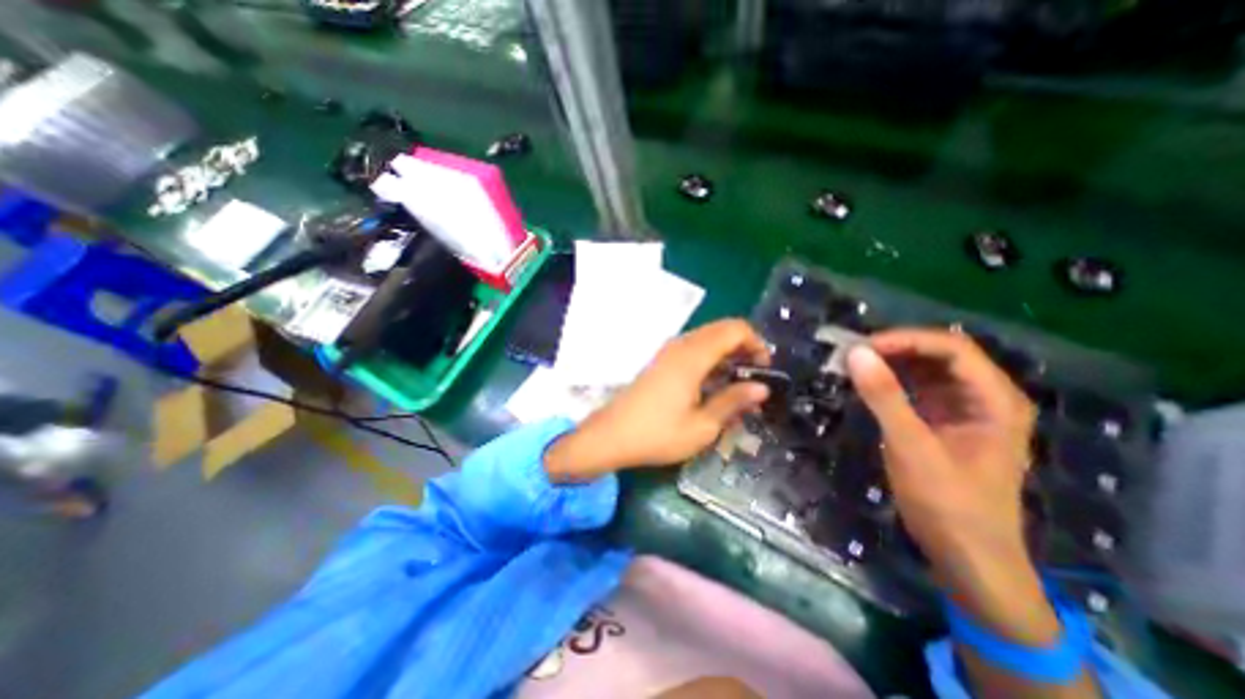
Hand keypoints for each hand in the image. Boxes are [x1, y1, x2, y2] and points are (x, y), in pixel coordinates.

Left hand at [545, 319, 775, 481]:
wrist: (611, 436)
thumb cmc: (658, 434)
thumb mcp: (703, 426)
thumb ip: (733, 401)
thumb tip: (762, 387)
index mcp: (693, 356)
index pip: (735, 329)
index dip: (756, 343)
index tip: (764, 370)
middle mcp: (680, 345)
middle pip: (722, 330)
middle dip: (744, 348)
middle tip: (753, 379)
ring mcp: (667, 351)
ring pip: (707, 339)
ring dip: (727, 354)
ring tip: (736, 385)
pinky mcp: (661, 361)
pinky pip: (693, 349)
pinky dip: (710, 359)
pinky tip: (712, 386)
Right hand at [853, 331, 1052, 647]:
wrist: (968, 556)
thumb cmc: (947, 502)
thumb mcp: (912, 446)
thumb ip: (884, 397)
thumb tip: (855, 353)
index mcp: (995, 400)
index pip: (951, 348)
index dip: (906, 340)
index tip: (862, 347)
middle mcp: (985, 398)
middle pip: (940, 355)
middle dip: (896, 349)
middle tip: (852, 355)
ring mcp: (965, 410)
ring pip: (927, 370)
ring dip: (891, 363)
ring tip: (854, 365)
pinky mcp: (945, 422)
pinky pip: (918, 390)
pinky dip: (892, 382)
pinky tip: (868, 383)